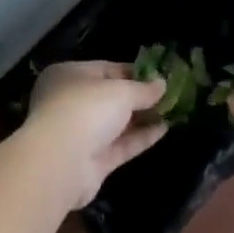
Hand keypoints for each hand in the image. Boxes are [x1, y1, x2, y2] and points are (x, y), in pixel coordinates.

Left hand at [22, 60, 169, 208]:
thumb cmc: (87, 109)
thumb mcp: (121, 91)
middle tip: (168, 94)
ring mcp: (80, 134)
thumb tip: (162, 84)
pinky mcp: (91, 162)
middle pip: (110, 98)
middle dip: (138, 97)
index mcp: (68, 76)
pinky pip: (119, 145)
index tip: (158, 75)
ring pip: (116, 123)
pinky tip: (164, 130)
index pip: (105, 69)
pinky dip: (140, 138)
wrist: (61, 162)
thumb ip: (143, 89)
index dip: (133, 72)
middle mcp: (70, 103)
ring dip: (142, 118)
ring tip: (172, 111)